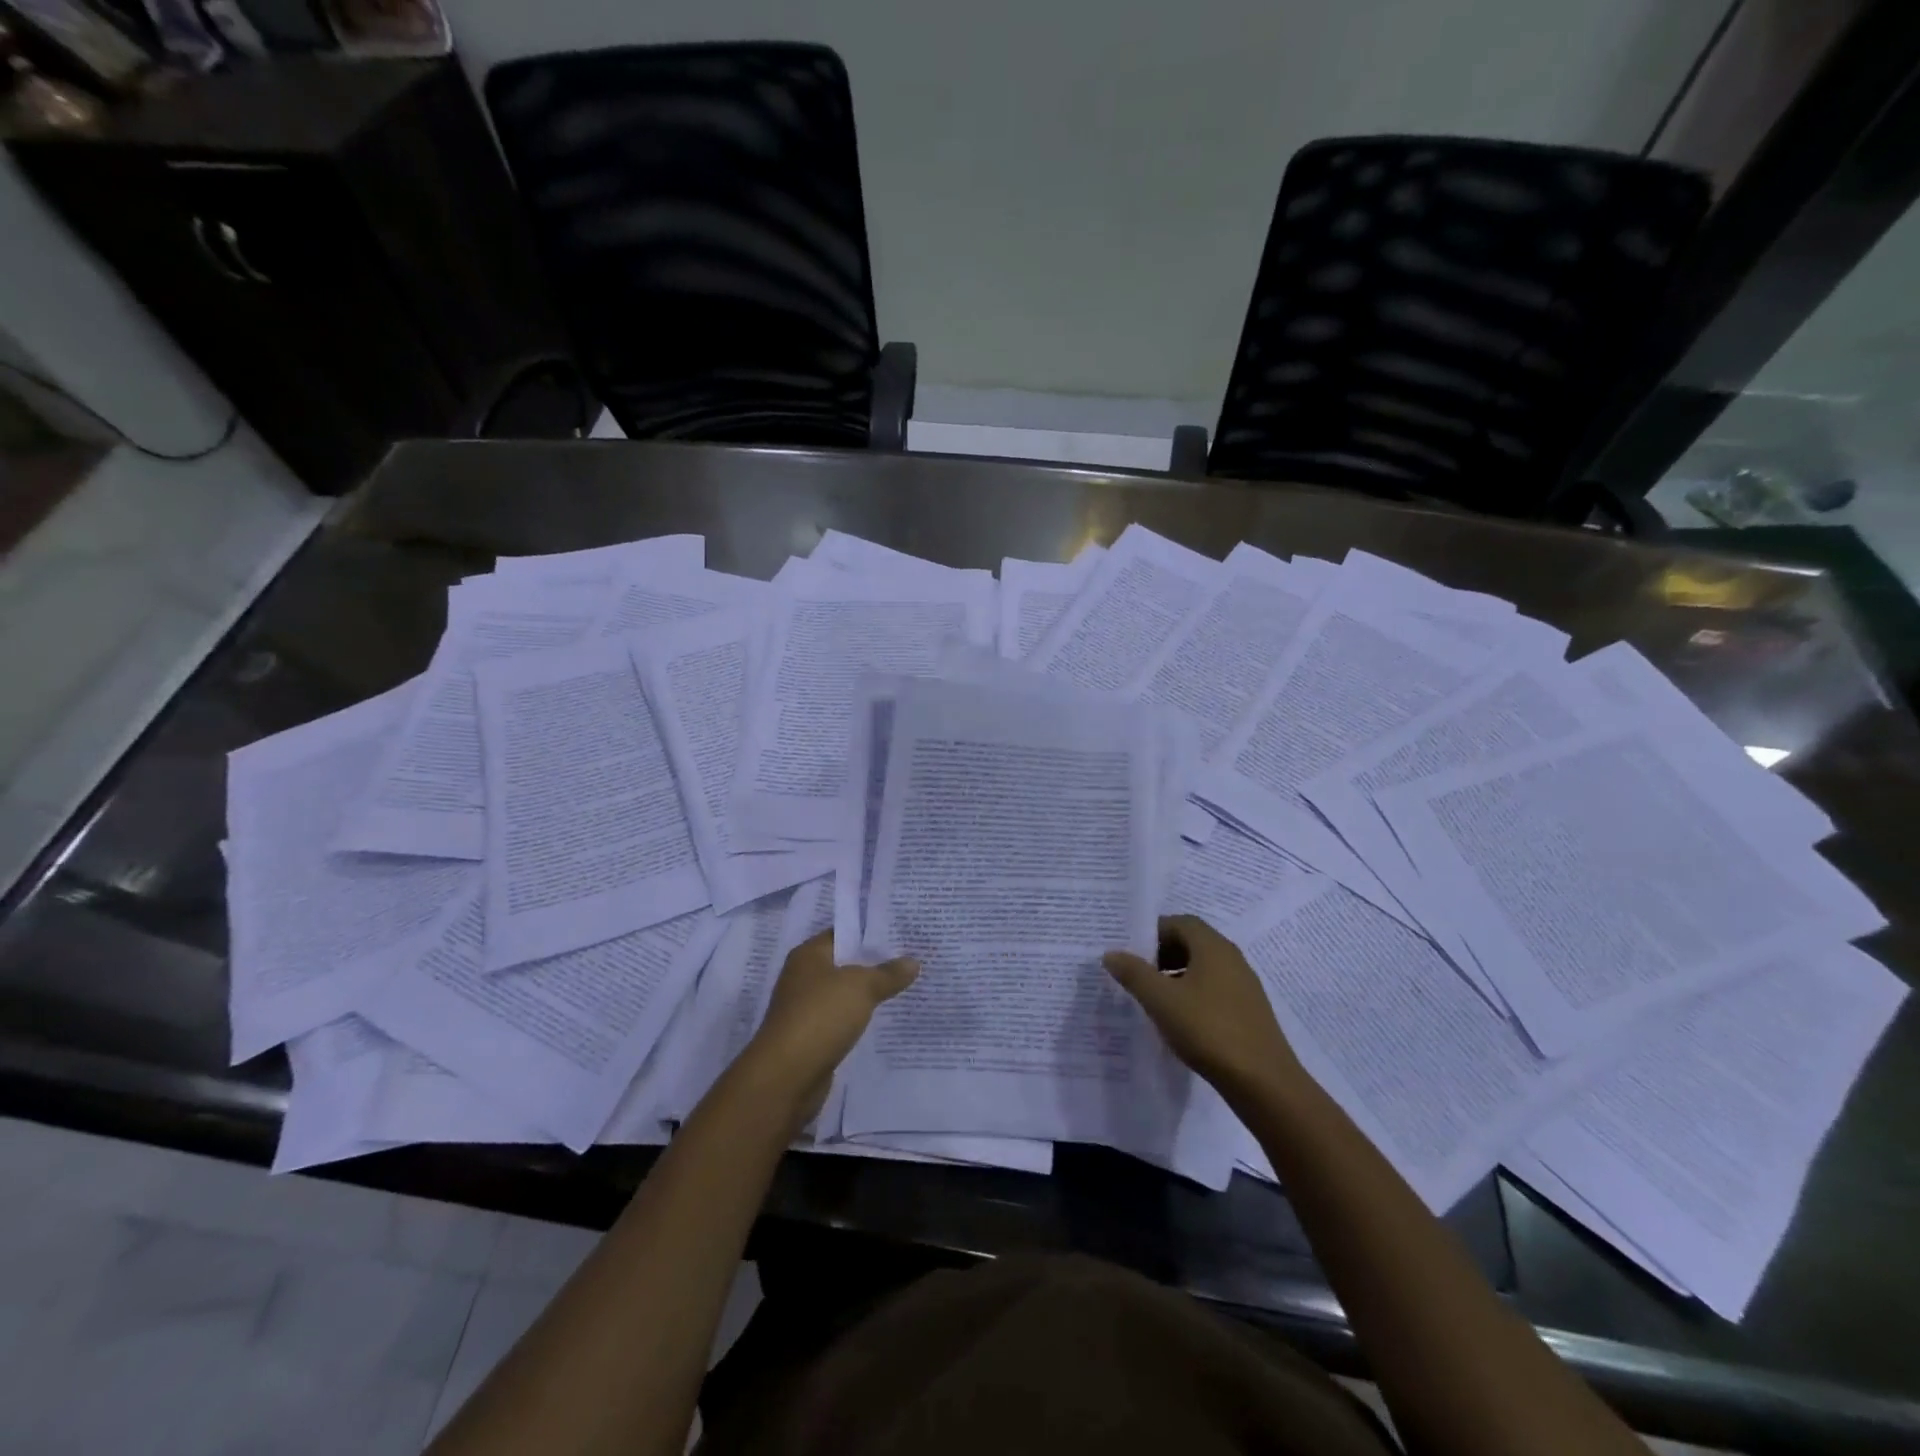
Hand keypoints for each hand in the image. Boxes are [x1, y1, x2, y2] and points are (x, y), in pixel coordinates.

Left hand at [741, 931, 918, 1127]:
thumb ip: (888, 973)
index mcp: (808, 955)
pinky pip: (842, 1020)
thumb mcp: (861, 987)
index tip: (902, 932)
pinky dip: (860, 1019)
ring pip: (845, 994)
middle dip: (875, 963)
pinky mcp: (812, 1037)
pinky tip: (885, 1019)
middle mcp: (804, 977)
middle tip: (912, 958)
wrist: (787, 1077)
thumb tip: (914, 961)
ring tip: (906, 986)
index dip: (870, 932)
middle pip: (845, 963)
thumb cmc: (821, 1017)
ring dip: (869, 994)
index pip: (843, 933)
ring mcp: (806, 1009)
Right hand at [1103, 915, 1305, 1106]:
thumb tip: (1111, 953)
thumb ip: (1134, 973)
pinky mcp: (1248, 1011)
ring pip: (1202, 967)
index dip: (1152, 931)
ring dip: (1176, 974)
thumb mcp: (1161, 1000)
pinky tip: (1179, 1019)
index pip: (1179, 922)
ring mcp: (1243, 985)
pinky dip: (1192, 993)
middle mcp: (1231, 958)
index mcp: (1213, 947)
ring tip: (1153, 997)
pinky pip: (1214, 989)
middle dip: (1161, 953)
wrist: (1264, 1082)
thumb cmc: (1208, 1030)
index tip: (1130, 949)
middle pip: (1191, 942)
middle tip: (1136, 972)